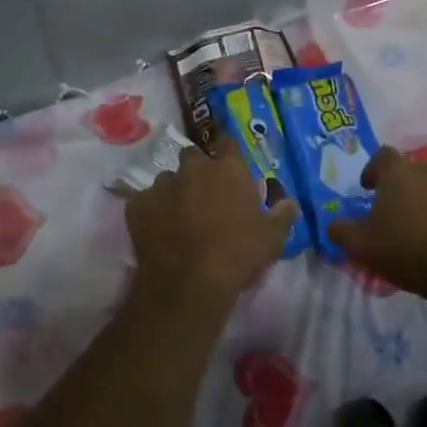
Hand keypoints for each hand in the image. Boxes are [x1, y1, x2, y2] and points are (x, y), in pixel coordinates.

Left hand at [125, 132, 298, 306]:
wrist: (188, 284)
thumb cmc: (238, 255)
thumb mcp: (273, 237)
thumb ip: (283, 213)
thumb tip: (289, 202)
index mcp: (227, 169)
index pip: (228, 143)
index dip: (229, 154)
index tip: (231, 167)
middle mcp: (192, 168)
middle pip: (193, 157)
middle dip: (199, 171)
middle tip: (206, 196)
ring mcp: (161, 185)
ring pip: (167, 179)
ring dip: (175, 191)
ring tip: (179, 216)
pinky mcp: (136, 205)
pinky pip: (144, 201)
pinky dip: (151, 210)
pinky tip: (158, 229)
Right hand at [327, 148, 426, 306]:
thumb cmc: (405, 251)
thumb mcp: (360, 246)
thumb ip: (340, 231)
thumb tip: (333, 225)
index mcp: (400, 174)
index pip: (383, 155)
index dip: (373, 169)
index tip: (368, 188)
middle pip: (412, 172)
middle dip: (400, 188)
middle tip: (392, 214)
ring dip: (426, 203)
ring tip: (419, 231)